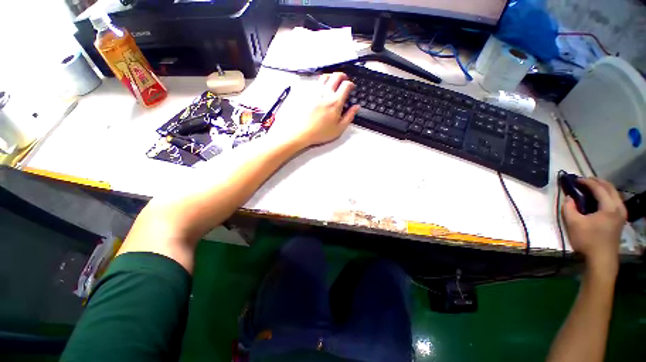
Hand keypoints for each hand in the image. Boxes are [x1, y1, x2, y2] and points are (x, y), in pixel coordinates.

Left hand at [286, 72, 359, 147]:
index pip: (346, 85)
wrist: (302, 132)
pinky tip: (323, 88)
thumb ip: (349, 116)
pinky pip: (316, 83)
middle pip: (336, 76)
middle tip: (345, 80)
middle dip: (343, 76)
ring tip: (334, 82)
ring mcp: (316, 93)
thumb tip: (356, 107)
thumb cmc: (321, 132)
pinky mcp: (308, 95)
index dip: (351, 84)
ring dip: (332, 76)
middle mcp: (326, 94)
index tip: (352, 87)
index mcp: (335, 102)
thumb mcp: (339, 128)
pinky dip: (322, 82)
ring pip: (325, 76)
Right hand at [562, 178, 626, 275]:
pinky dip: (606, 195)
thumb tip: (569, 198)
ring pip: (614, 194)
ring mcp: (622, 214)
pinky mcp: (620, 219)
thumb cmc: (587, 240)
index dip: (587, 182)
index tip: (576, 180)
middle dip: (597, 182)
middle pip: (610, 188)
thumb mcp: (573, 223)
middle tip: (584, 180)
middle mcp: (619, 207)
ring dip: (603, 188)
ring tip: (591, 188)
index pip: (599, 188)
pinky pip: (615, 201)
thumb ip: (569, 208)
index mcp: (609, 207)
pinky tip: (599, 199)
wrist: (601, 259)